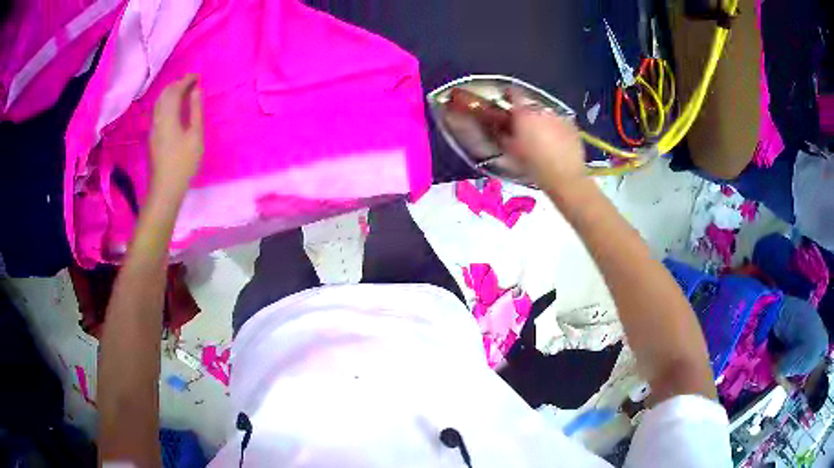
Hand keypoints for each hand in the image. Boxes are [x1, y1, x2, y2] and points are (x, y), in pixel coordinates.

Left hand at [149, 74, 203, 198]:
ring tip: (183, 91)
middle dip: (177, 84)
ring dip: (170, 92)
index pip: (175, 90)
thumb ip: (195, 111)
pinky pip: (157, 111)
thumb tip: (196, 90)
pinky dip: (166, 102)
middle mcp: (158, 119)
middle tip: (191, 82)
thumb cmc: (183, 163)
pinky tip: (173, 107)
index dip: (186, 80)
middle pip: (164, 94)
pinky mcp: (152, 136)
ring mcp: (153, 128)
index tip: (197, 76)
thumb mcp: (195, 136)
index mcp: (168, 116)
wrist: (165, 189)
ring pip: (159, 102)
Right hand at [502, 96, 586, 191]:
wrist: (564, 177)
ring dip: (542, 120)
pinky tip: (556, 142)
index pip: (514, 92)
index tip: (505, 101)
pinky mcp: (573, 126)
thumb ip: (502, 133)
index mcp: (524, 113)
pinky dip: (556, 128)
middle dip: (526, 112)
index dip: (508, 95)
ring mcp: (559, 117)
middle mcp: (542, 110)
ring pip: (546, 113)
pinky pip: (560, 123)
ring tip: (541, 136)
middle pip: (531, 104)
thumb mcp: (511, 150)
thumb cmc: (533, 165)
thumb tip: (497, 125)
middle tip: (523, 126)